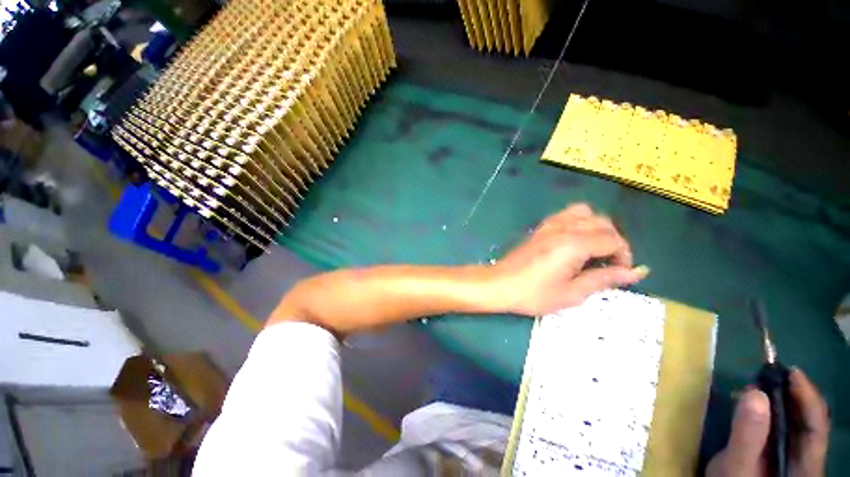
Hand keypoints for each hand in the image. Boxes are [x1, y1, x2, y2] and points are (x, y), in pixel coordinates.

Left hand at [489, 203, 646, 315]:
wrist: (500, 284)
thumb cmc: (534, 294)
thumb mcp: (572, 293)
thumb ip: (603, 279)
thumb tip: (634, 273)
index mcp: (575, 244)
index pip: (613, 240)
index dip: (624, 256)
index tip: (620, 273)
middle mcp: (564, 228)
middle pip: (602, 222)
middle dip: (614, 240)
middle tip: (610, 263)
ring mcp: (550, 225)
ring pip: (585, 213)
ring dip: (597, 227)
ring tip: (594, 249)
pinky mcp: (540, 228)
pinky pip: (566, 215)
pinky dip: (578, 222)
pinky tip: (574, 241)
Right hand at [706, 368, 829, 476]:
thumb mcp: (738, 465)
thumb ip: (748, 435)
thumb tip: (754, 392)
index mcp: (806, 465)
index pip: (817, 425)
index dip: (808, 396)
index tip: (791, 371)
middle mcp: (803, 458)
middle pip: (806, 421)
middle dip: (791, 395)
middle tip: (769, 374)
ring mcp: (788, 455)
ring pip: (792, 421)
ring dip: (777, 399)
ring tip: (757, 384)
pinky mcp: (773, 452)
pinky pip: (778, 426)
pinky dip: (766, 409)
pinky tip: (750, 402)